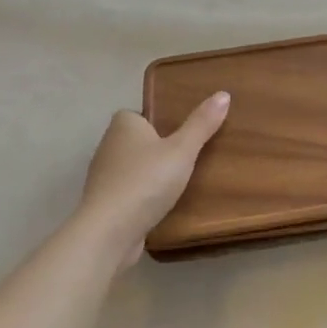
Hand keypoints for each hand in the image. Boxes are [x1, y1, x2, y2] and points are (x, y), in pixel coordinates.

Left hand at [76, 92, 230, 267]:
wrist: (108, 233)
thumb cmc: (146, 181)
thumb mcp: (182, 150)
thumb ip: (201, 124)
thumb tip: (223, 94)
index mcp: (122, 126)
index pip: (138, 114)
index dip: (157, 119)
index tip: (180, 130)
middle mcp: (108, 146)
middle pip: (135, 140)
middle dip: (156, 146)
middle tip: (187, 153)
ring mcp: (103, 177)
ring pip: (131, 167)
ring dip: (149, 173)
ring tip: (178, 180)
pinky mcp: (104, 205)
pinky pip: (127, 191)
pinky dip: (141, 195)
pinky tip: (160, 204)